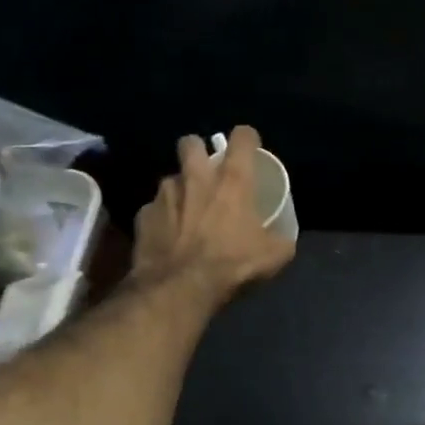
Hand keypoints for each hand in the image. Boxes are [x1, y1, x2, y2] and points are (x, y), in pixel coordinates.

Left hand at [131, 126, 295, 303]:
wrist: (179, 288)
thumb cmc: (231, 265)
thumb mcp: (274, 256)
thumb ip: (279, 239)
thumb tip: (282, 239)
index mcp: (232, 180)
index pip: (242, 137)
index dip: (247, 139)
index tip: (249, 148)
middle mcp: (195, 177)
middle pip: (191, 143)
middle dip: (198, 152)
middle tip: (206, 173)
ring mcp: (164, 194)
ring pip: (170, 179)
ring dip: (179, 190)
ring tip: (186, 213)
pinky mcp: (143, 215)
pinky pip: (154, 210)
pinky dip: (161, 220)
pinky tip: (167, 238)